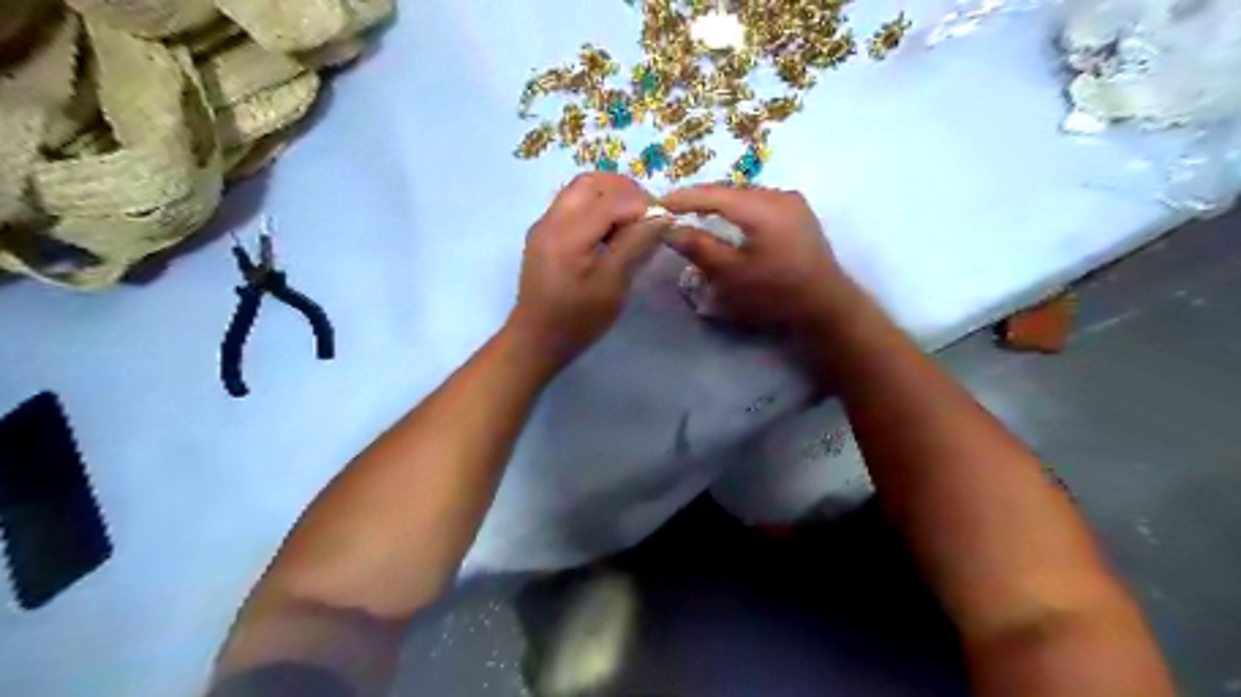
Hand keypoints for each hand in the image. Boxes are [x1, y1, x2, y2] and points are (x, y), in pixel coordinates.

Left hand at [506, 173, 669, 368]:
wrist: (536, 340)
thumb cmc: (577, 319)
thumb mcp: (613, 285)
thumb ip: (636, 245)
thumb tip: (661, 217)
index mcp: (568, 233)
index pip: (611, 199)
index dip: (642, 205)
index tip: (663, 221)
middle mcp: (551, 220)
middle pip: (591, 183)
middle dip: (624, 191)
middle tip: (648, 214)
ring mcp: (543, 226)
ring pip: (579, 191)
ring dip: (609, 197)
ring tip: (632, 222)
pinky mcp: (543, 235)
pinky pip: (571, 206)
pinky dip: (595, 208)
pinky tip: (610, 233)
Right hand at [659, 182, 854, 331]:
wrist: (826, 305)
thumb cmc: (775, 293)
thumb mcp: (732, 275)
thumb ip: (699, 248)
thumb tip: (669, 229)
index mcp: (761, 208)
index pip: (712, 194)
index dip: (682, 198)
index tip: (656, 204)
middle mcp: (777, 194)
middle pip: (729, 190)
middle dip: (699, 198)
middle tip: (671, 209)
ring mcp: (791, 201)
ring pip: (744, 194)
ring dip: (719, 202)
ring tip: (694, 213)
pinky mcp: (798, 211)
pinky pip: (759, 201)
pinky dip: (737, 208)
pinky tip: (727, 219)